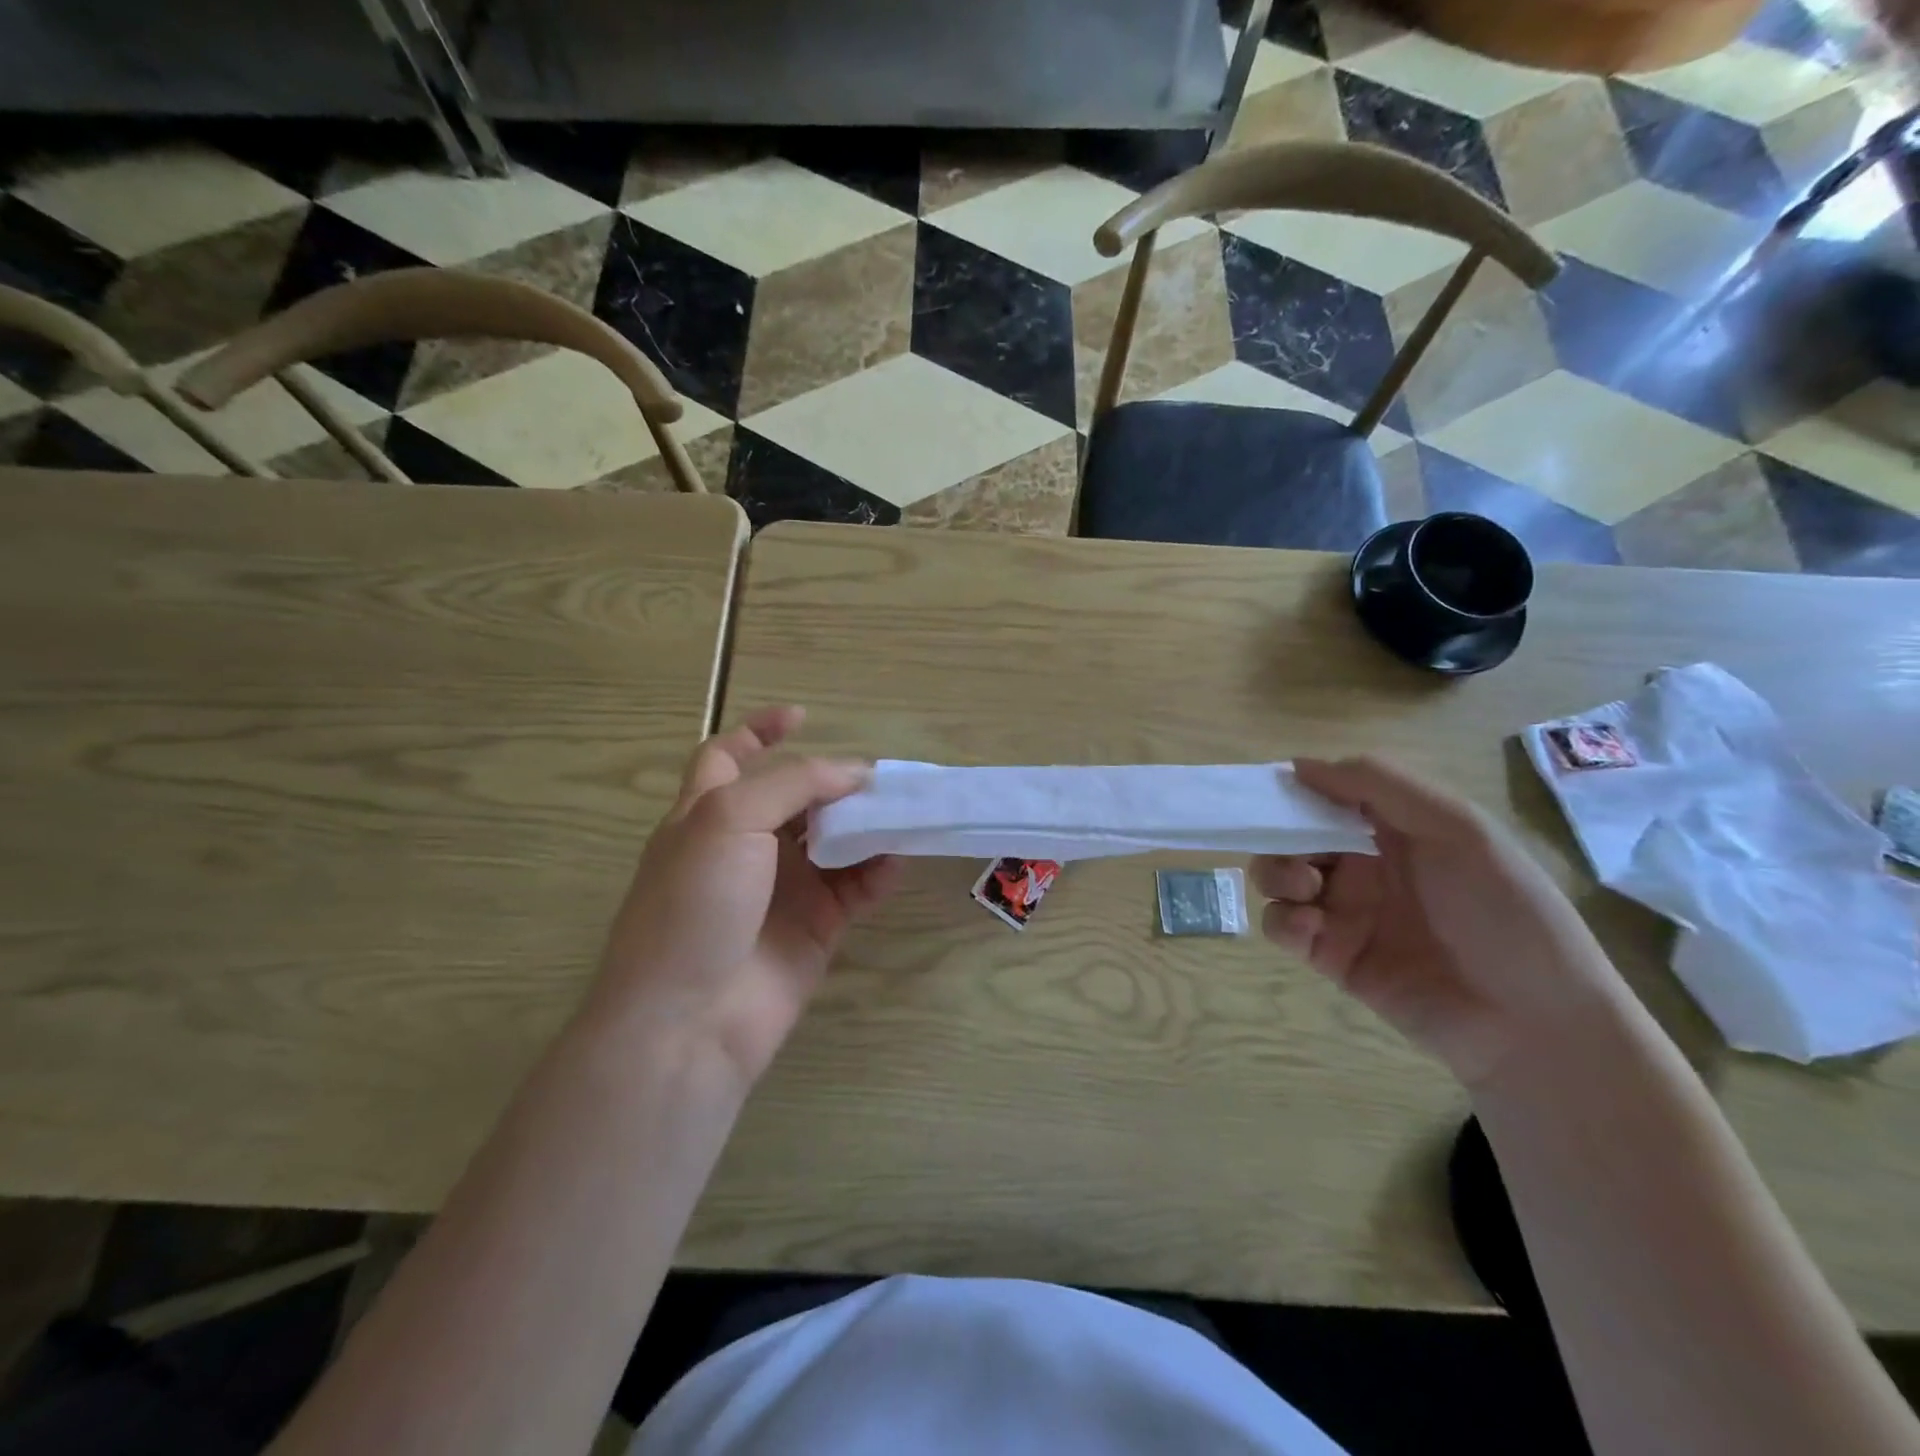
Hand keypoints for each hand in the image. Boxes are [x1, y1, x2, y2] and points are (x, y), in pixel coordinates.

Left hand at [591, 706, 899, 1087]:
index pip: (729, 756)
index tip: (802, 716)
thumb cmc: (694, 904)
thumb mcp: (728, 819)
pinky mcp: (815, 927)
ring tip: (900, 812)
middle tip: (877, 778)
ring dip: (865, 825)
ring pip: (834, 841)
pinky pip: (856, 889)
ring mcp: (783, 888)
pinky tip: (896, 860)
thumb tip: (853, 772)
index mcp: (709, 813)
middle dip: (834, 782)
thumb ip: (793, 783)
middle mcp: (746, 845)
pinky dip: (878, 872)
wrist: (689, 1019)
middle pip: (797, 798)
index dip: (759, 731)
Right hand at [1253, 757, 1627, 1084]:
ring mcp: (1346, 910)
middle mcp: (1364, 864)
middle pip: (1294, 834)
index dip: (1298, 789)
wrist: (1534, 1022)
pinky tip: (1309, 928)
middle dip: (1279, 835)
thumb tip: (1299, 765)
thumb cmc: (1505, 912)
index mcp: (1395, 829)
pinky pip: (1284, 927)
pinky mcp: (1332, 956)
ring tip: (1304, 891)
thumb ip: (1380, 785)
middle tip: (1295, 851)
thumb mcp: (1458, 828)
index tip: (1273, 791)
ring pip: (1279, 878)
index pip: (1329, 794)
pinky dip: (1282, 921)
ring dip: (1276, 874)